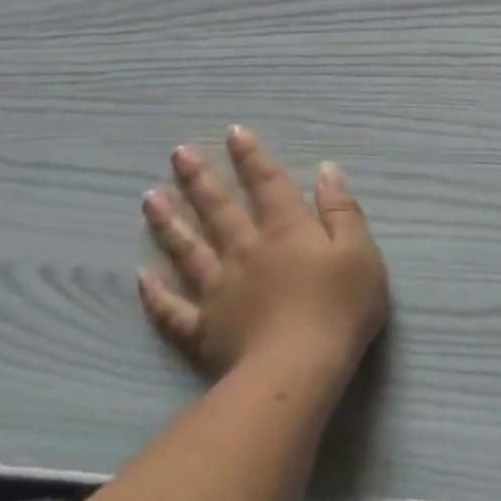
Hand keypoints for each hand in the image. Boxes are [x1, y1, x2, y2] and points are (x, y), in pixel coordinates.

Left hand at [138, 126, 388, 387]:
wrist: (299, 367)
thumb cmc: (341, 305)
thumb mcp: (360, 250)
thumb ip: (342, 210)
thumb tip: (326, 171)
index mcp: (288, 231)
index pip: (268, 185)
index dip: (252, 158)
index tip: (234, 132)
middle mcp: (247, 251)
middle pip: (220, 209)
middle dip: (201, 179)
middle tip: (178, 153)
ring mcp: (218, 290)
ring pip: (187, 249)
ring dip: (169, 222)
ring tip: (149, 198)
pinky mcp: (203, 328)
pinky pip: (171, 308)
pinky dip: (155, 293)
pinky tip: (141, 276)